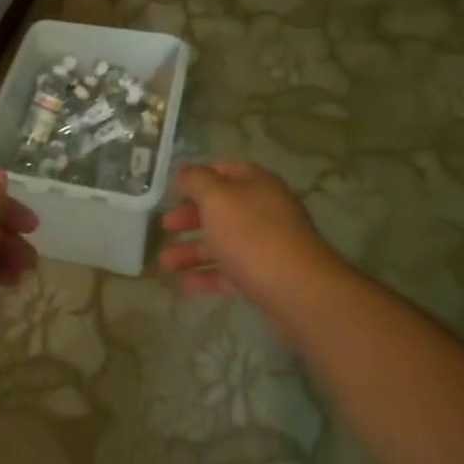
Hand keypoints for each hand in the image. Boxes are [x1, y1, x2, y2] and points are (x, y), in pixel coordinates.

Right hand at [158, 161, 340, 315]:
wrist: (299, 292)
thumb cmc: (252, 235)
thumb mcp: (217, 198)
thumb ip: (197, 181)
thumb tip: (185, 171)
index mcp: (256, 184)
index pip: (223, 171)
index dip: (196, 178)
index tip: (171, 192)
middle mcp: (264, 211)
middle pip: (221, 209)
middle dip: (190, 217)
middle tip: (165, 226)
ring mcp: (266, 246)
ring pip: (223, 243)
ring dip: (192, 250)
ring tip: (165, 263)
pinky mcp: (266, 278)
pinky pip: (231, 272)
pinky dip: (208, 276)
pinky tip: (185, 285)